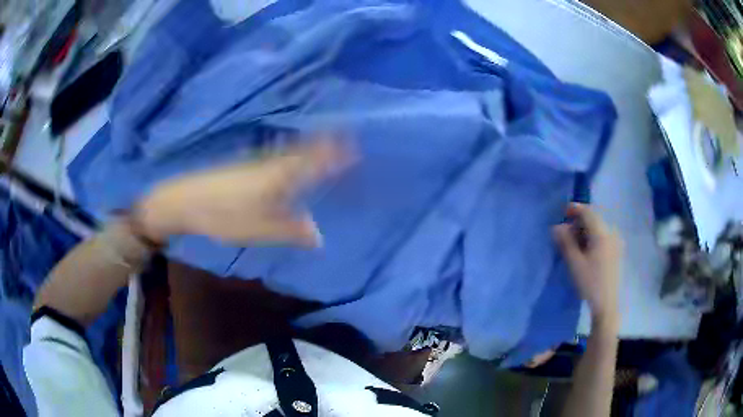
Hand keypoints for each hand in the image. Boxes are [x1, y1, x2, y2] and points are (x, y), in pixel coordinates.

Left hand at [134, 138, 352, 245]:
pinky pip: (278, 157)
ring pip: (291, 152)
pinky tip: (292, 161)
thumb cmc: (225, 215)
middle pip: (305, 151)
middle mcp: (272, 163)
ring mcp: (257, 162)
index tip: (355, 146)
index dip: (334, 153)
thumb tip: (320, 237)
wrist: (186, 200)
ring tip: (327, 145)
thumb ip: (292, 232)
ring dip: (311, 147)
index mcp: (280, 176)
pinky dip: (293, 155)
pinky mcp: (245, 166)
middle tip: (347, 139)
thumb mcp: (260, 229)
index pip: (315, 160)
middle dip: (327, 143)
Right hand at [553, 203, 622, 328]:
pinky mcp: (616, 251)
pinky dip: (592, 238)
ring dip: (585, 231)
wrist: (606, 304)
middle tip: (565, 233)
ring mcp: (615, 242)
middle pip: (593, 219)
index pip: (588, 212)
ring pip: (598, 228)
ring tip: (573, 244)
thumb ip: (565, 243)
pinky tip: (585, 251)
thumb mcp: (575, 263)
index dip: (575, 209)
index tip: (562, 212)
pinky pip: (603, 237)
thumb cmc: (590, 283)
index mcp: (602, 234)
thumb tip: (556, 227)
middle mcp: (611, 233)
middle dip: (578, 222)